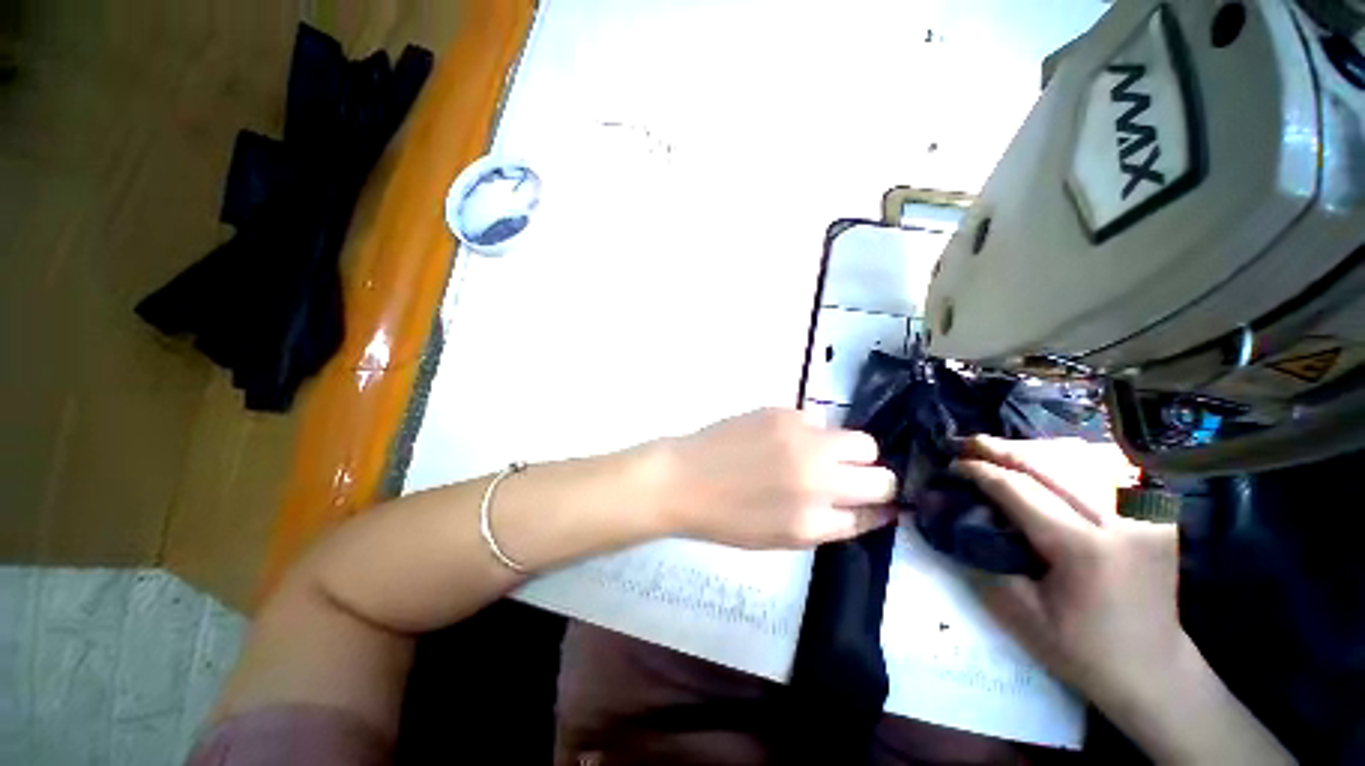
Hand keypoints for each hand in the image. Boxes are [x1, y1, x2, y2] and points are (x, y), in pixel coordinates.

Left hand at [653, 408, 897, 548]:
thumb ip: (834, 524)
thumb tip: (877, 509)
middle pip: (880, 469)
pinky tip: (782, 440)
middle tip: (844, 477)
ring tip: (810, 457)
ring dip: (844, 451)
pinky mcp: (782, 411)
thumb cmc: (729, 517)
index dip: (879, 503)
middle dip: (872, 476)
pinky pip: (818, 420)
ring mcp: (800, 437)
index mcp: (814, 517)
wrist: (685, 478)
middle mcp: (815, 474)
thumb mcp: (785, 537)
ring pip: (857, 439)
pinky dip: (811, 433)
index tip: (875, 500)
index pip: (877, 507)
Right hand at [953, 437, 1177, 707]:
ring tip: (999, 449)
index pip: (1019, 490)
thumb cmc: (1081, 649)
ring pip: (1078, 461)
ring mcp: (1145, 513)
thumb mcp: (1020, 615)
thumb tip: (956, 520)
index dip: (981, 472)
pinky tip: (1047, 461)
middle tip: (967, 442)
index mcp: (1084, 547)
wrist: (1152, 669)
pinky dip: (1069, 460)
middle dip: (1002, 450)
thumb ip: (983, 560)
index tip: (952, 463)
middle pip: (1049, 466)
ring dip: (1032, 451)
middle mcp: (1119, 519)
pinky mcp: (1155, 513)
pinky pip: (1106, 471)